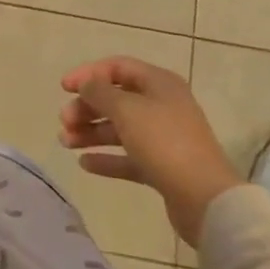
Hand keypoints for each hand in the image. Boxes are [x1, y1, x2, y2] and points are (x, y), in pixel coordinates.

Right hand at [58, 57, 243, 247]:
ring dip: (91, 133)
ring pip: (120, 129)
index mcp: (159, 83)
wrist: (206, 200)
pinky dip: (107, 158)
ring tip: (65, 143)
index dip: (88, 74)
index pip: (117, 67)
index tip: (63, 88)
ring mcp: (164, 138)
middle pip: (116, 100)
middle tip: (64, 121)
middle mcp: (162, 106)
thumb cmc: (164, 142)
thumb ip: (99, 92)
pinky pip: (128, 157)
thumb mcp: (126, 109)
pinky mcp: (163, 168)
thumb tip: (86, 85)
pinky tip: (85, 164)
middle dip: (87, 108)